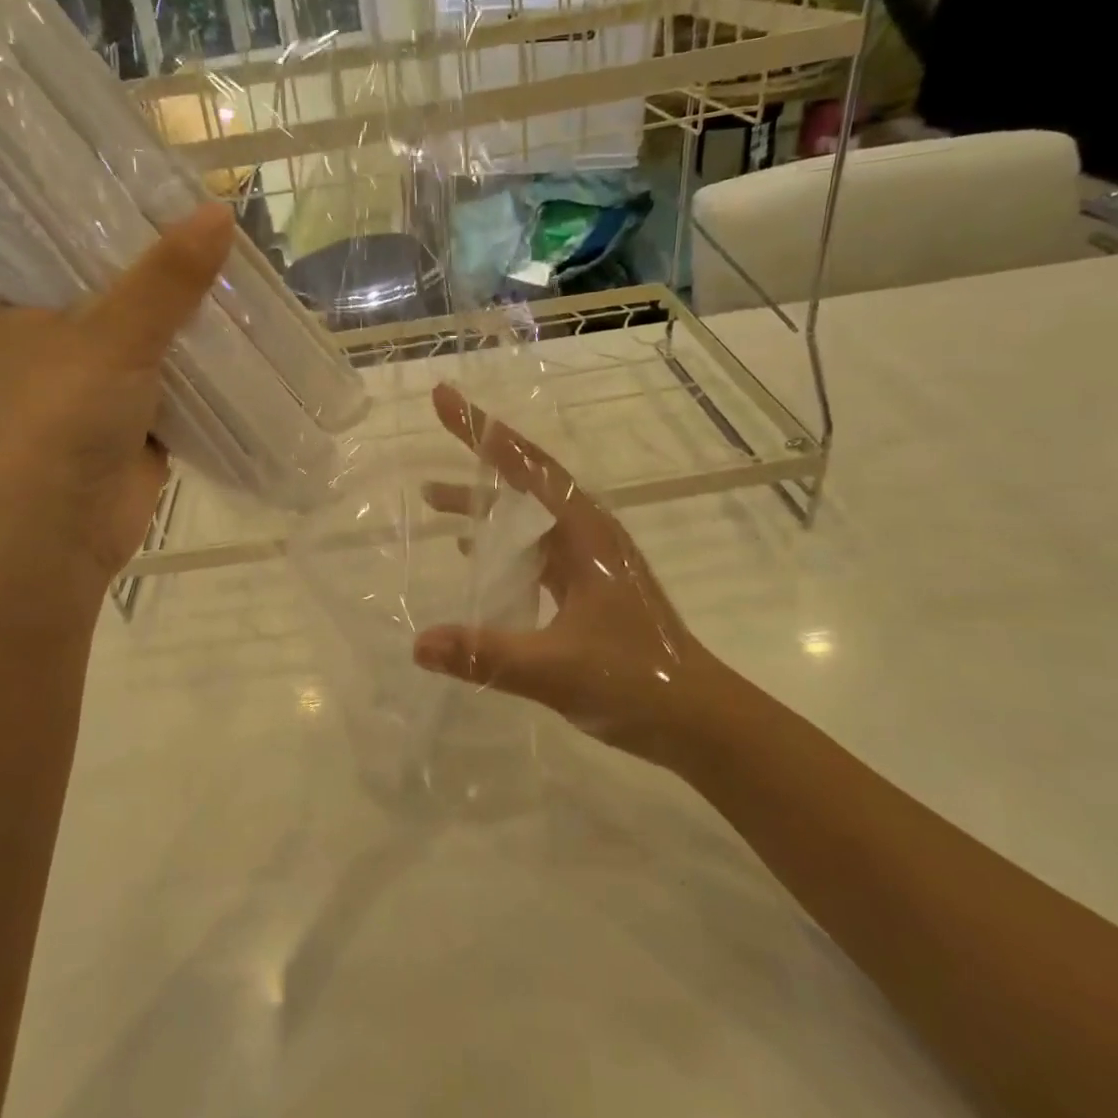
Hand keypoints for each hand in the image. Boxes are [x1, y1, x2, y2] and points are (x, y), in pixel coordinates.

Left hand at [0, 203, 234, 604]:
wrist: (54, 539)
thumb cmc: (59, 422)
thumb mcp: (111, 337)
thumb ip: (166, 278)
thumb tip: (220, 212)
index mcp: (22, 302)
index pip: (72, 239)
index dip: (124, 214)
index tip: (176, 188)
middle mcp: (56, 337)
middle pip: (123, 288)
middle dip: (174, 271)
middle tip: (230, 233)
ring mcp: (97, 382)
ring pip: (156, 337)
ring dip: (196, 321)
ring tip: (250, 276)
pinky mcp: (134, 420)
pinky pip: (178, 381)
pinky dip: (208, 367)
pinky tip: (248, 338)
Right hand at [413, 384, 739, 767]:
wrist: (700, 720)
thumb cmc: (638, 682)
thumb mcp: (556, 668)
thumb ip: (486, 655)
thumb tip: (418, 644)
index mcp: (585, 532)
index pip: (526, 465)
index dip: (481, 430)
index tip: (443, 397)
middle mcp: (587, 533)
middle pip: (524, 480)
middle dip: (477, 459)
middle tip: (431, 434)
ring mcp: (588, 559)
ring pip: (527, 517)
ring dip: (484, 507)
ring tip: (433, 501)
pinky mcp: (586, 585)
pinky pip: (534, 551)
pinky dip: (500, 545)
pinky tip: (472, 556)